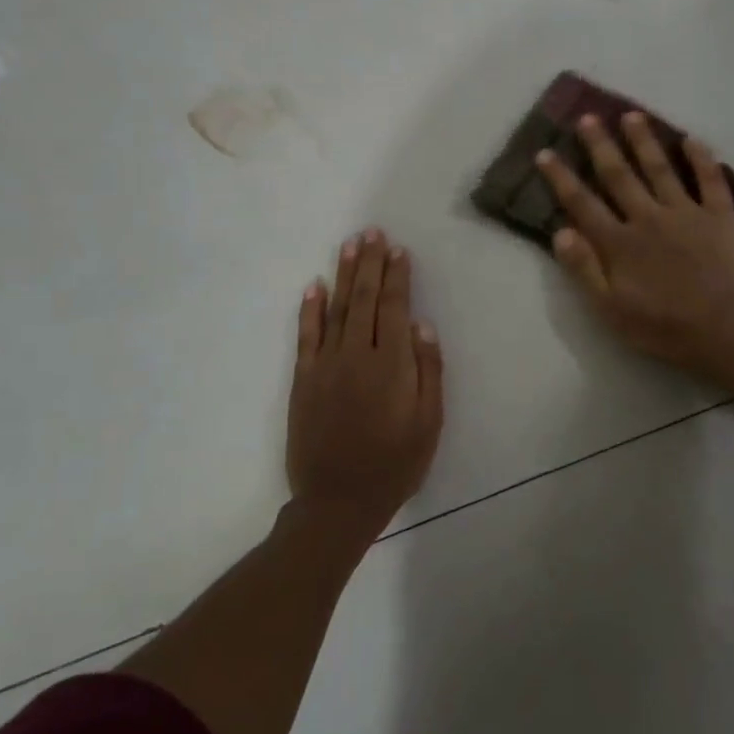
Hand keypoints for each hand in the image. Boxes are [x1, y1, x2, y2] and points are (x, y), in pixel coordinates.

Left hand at [286, 228, 443, 542]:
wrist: (338, 501)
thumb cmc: (395, 464)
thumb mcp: (429, 423)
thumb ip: (428, 372)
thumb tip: (422, 326)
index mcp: (391, 365)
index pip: (393, 308)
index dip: (397, 277)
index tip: (398, 250)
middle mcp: (356, 356)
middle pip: (364, 299)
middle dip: (369, 263)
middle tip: (372, 232)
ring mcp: (325, 366)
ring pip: (335, 309)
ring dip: (343, 275)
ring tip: (349, 245)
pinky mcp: (304, 380)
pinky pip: (306, 336)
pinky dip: (310, 309)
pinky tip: (314, 287)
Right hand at [537, 113, 733, 377]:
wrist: (723, 330)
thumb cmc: (663, 326)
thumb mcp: (610, 309)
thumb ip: (584, 268)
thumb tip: (560, 231)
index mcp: (619, 242)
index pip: (583, 203)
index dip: (562, 178)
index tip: (545, 152)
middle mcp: (648, 217)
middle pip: (619, 175)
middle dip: (601, 145)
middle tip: (588, 117)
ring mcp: (686, 212)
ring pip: (660, 168)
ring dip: (644, 140)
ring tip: (632, 115)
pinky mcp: (720, 216)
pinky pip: (710, 179)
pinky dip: (701, 157)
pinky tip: (691, 138)